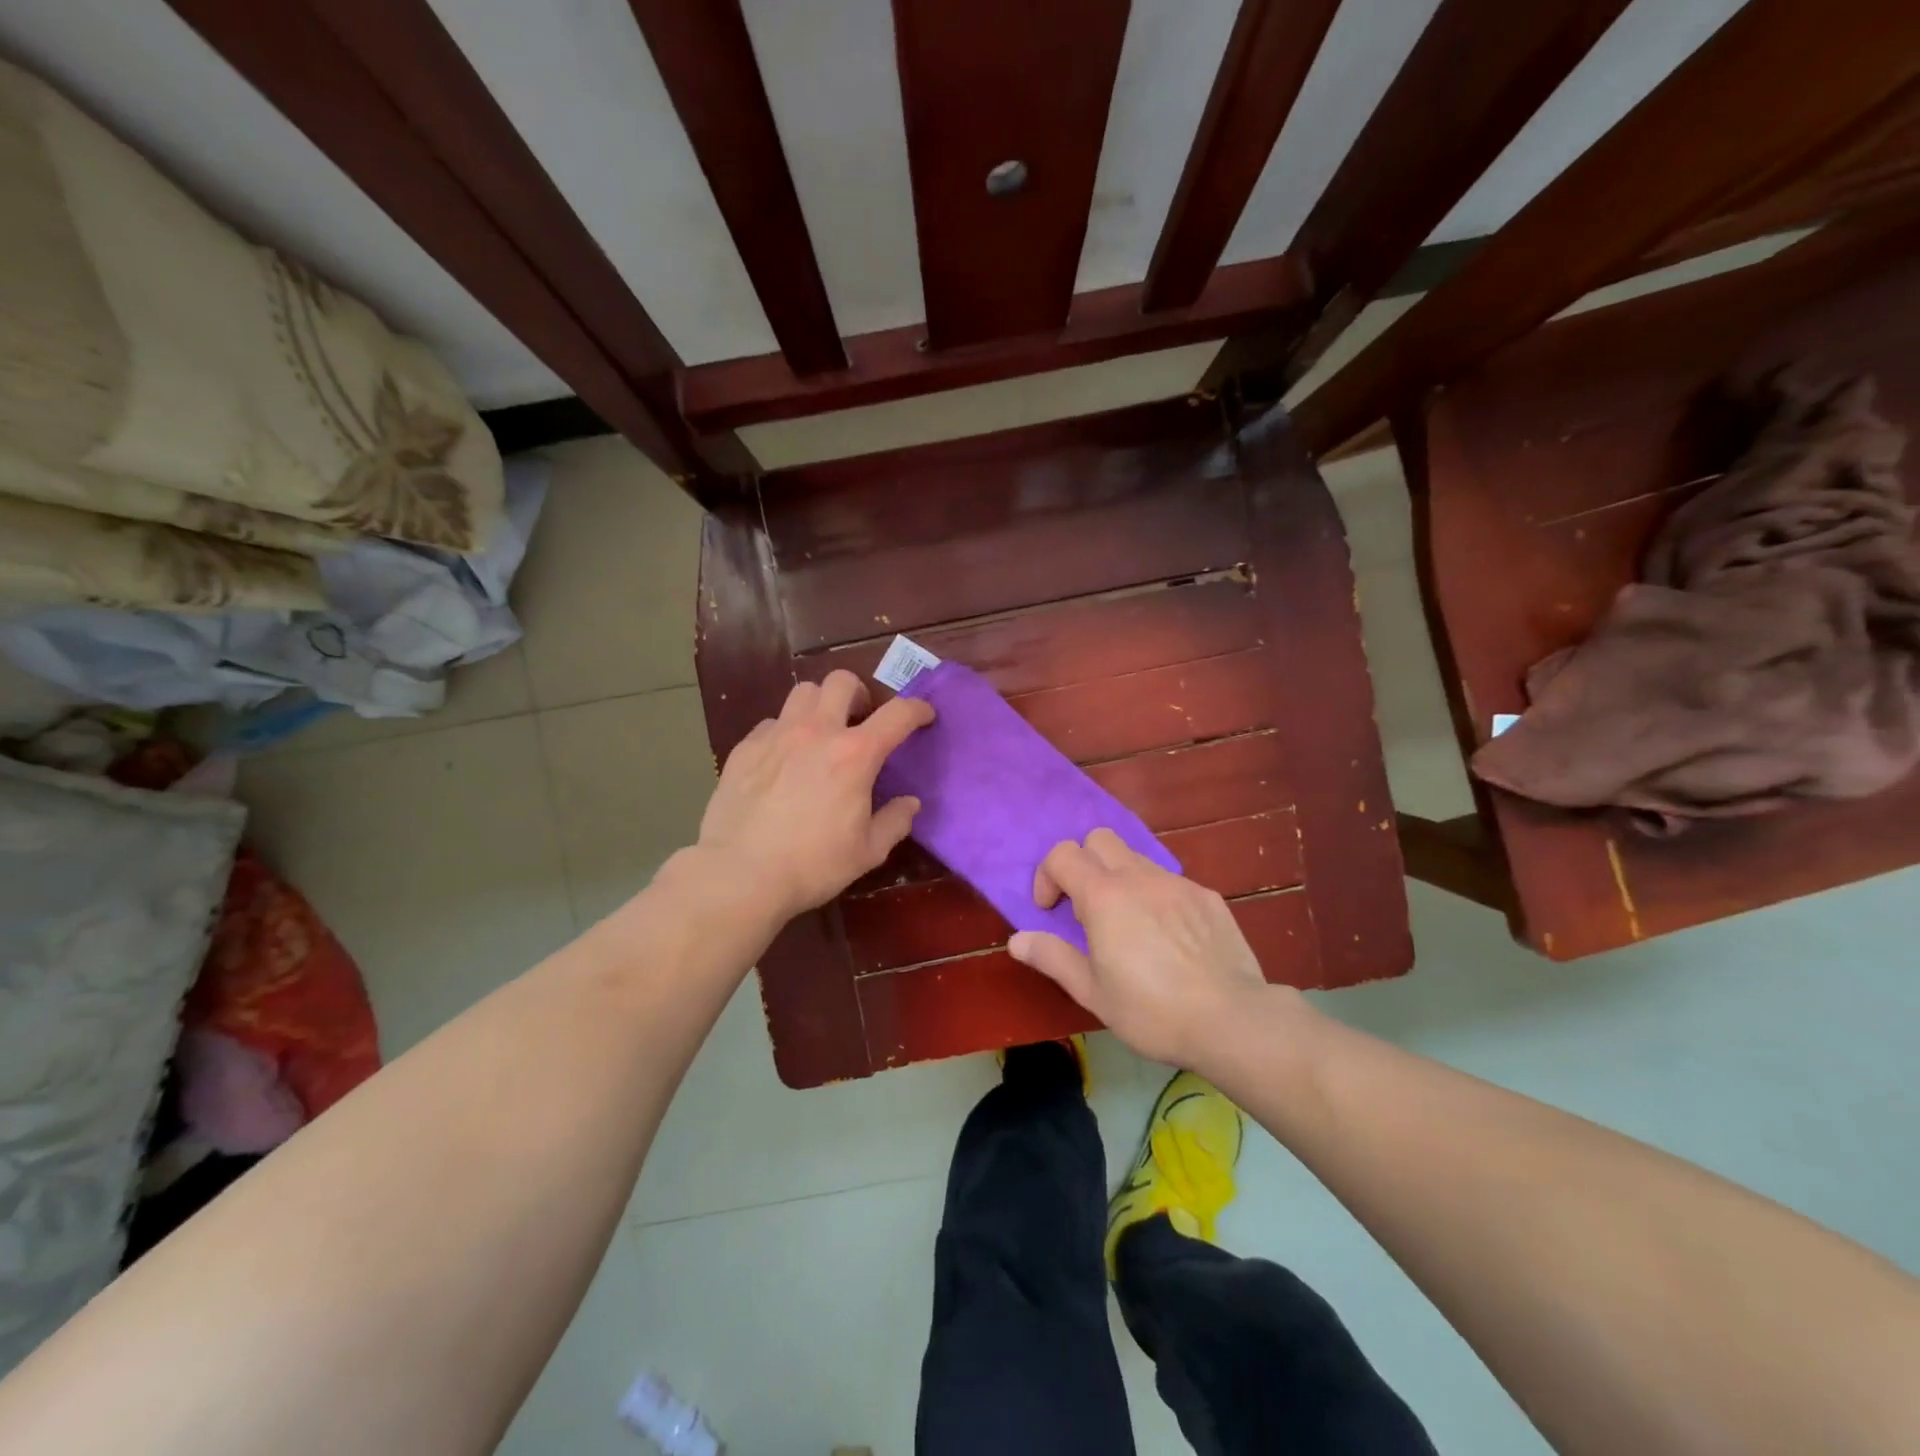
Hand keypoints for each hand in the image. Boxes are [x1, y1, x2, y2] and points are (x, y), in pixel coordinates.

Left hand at [698, 671, 934, 921]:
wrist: (739, 875)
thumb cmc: (812, 865)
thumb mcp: (867, 851)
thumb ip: (895, 821)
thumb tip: (910, 803)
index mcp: (855, 754)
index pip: (897, 714)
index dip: (917, 709)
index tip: (924, 715)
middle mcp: (816, 732)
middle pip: (841, 682)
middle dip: (859, 693)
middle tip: (861, 719)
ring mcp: (776, 735)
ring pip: (803, 693)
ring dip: (820, 705)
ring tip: (821, 732)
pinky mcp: (744, 748)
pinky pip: (772, 723)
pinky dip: (786, 731)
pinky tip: (784, 759)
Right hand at [1008, 828, 1269, 1066]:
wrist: (1233, 1020)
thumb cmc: (1152, 1011)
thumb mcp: (1093, 992)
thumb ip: (1052, 958)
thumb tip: (1017, 940)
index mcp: (1104, 896)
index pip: (1062, 854)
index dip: (1047, 876)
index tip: (1050, 911)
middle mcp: (1139, 877)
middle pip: (1099, 839)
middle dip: (1083, 863)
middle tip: (1086, 908)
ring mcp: (1177, 883)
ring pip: (1136, 858)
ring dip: (1119, 879)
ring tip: (1128, 925)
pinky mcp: (1207, 896)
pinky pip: (1170, 882)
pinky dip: (1156, 896)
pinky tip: (1168, 938)